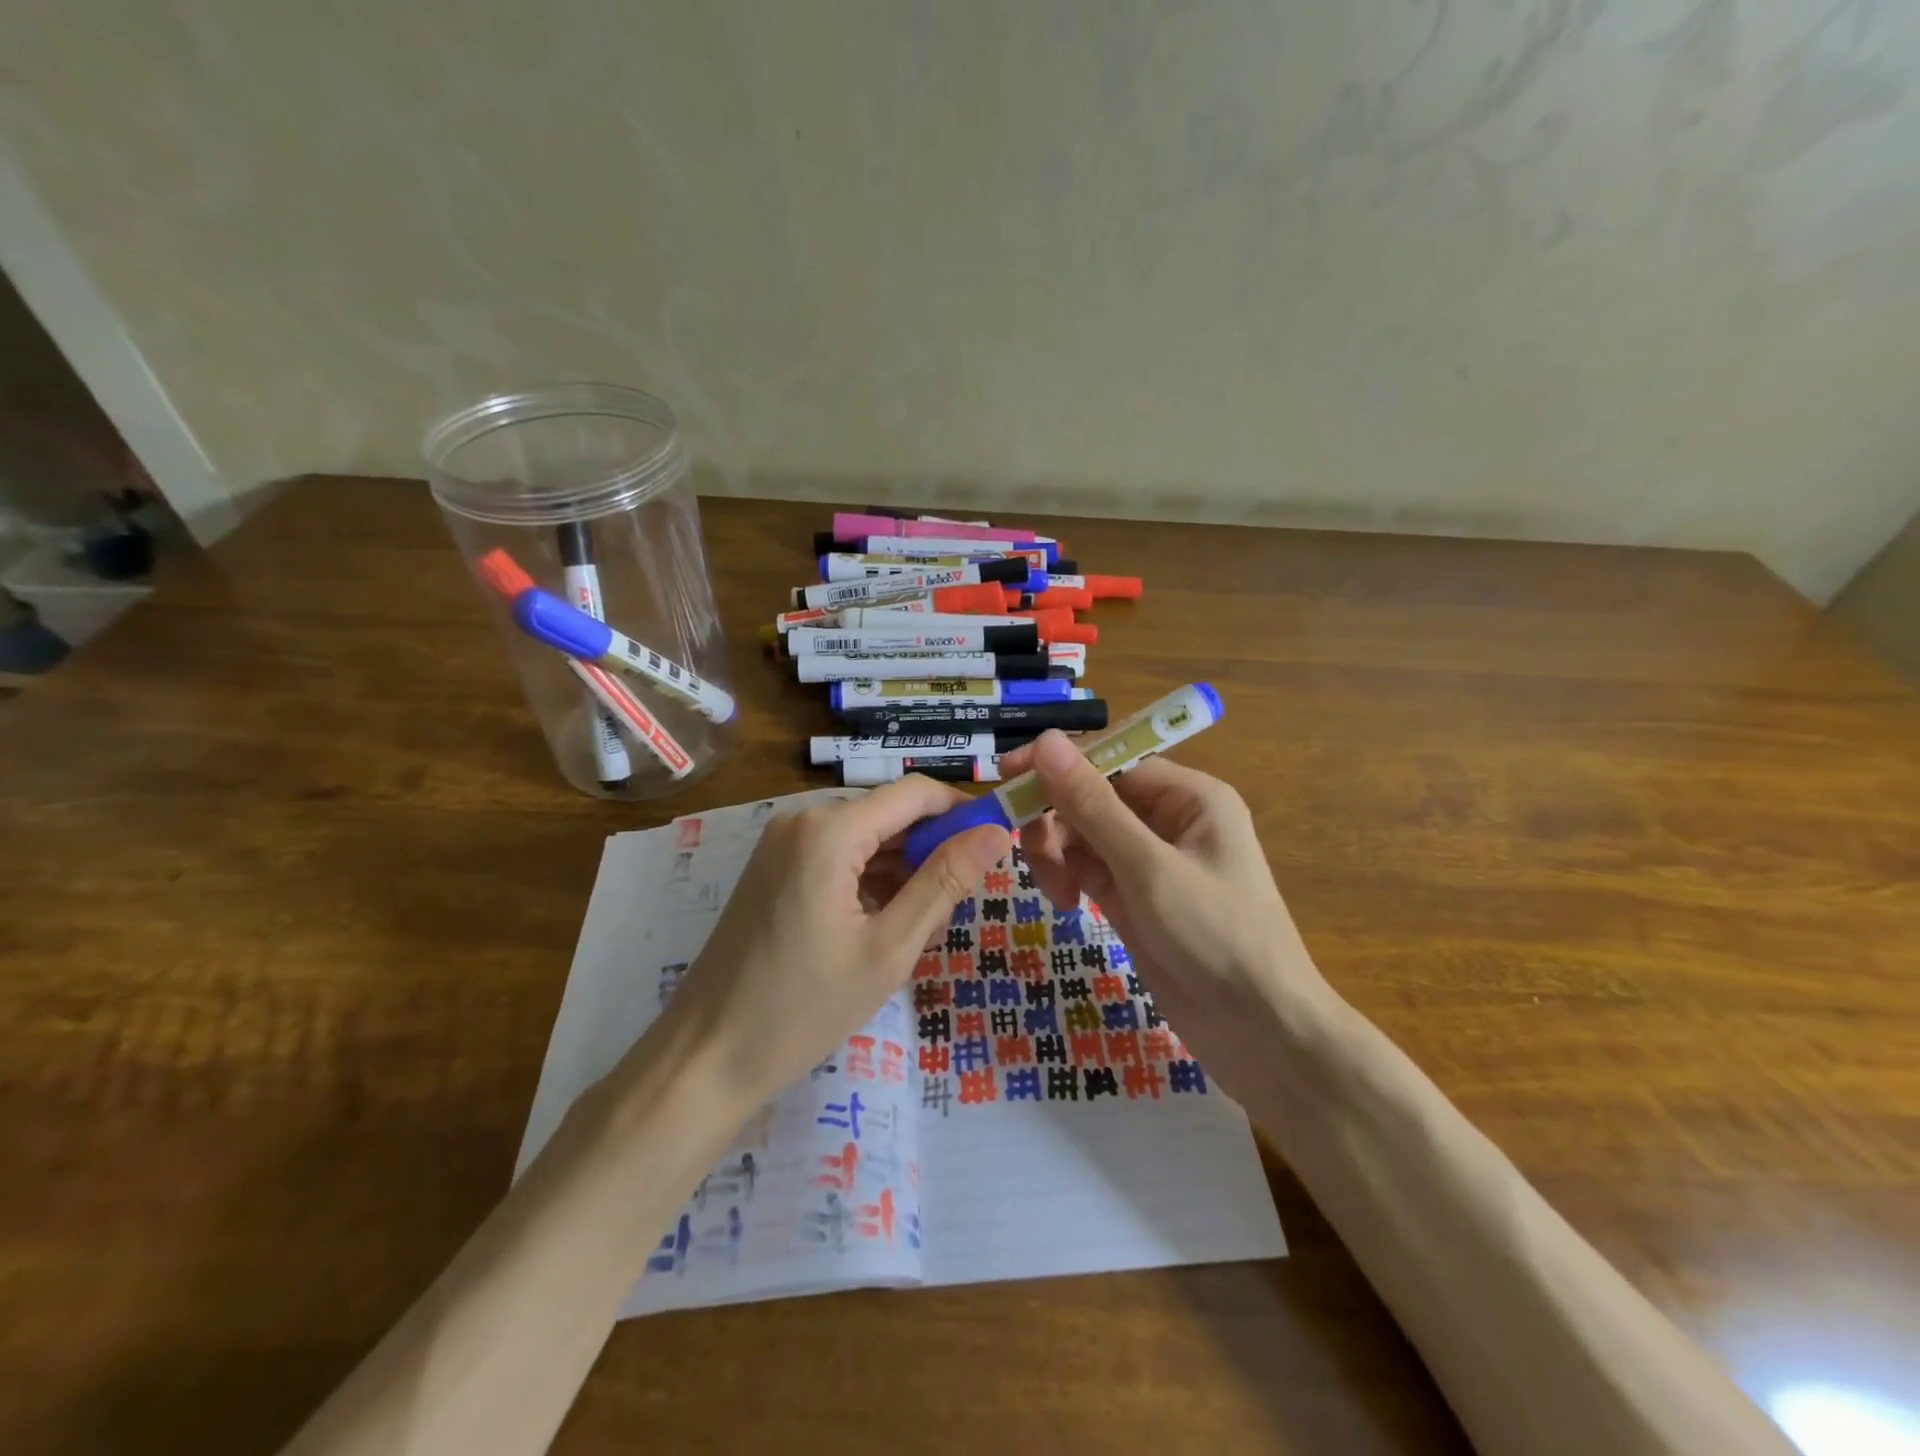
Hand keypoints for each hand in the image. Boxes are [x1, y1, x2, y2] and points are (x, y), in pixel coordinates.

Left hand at [665, 778, 1010, 1106]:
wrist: (707, 1056)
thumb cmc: (804, 1007)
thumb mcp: (890, 948)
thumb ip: (945, 881)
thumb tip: (996, 831)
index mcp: (830, 830)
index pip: (916, 793)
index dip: (961, 812)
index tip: (995, 847)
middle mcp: (803, 821)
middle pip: (889, 815)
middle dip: (931, 852)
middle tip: (955, 911)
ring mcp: (782, 844)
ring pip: (865, 839)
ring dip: (902, 873)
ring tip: (922, 931)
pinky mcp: (772, 869)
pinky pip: (837, 857)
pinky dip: (868, 883)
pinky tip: (882, 928)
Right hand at [1001, 731, 1334, 1097]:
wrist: (1260, 1035)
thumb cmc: (1215, 937)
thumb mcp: (1148, 868)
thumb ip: (1092, 805)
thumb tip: (1047, 739)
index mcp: (1188, 796)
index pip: (1110, 760)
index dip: (1057, 764)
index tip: (1005, 775)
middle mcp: (1169, 819)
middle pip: (1091, 797)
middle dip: (1056, 820)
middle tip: (1032, 854)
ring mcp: (1149, 860)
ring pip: (1083, 835)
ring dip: (1058, 854)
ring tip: (1057, 892)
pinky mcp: (1135, 897)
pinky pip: (1088, 868)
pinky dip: (1070, 878)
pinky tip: (1067, 904)